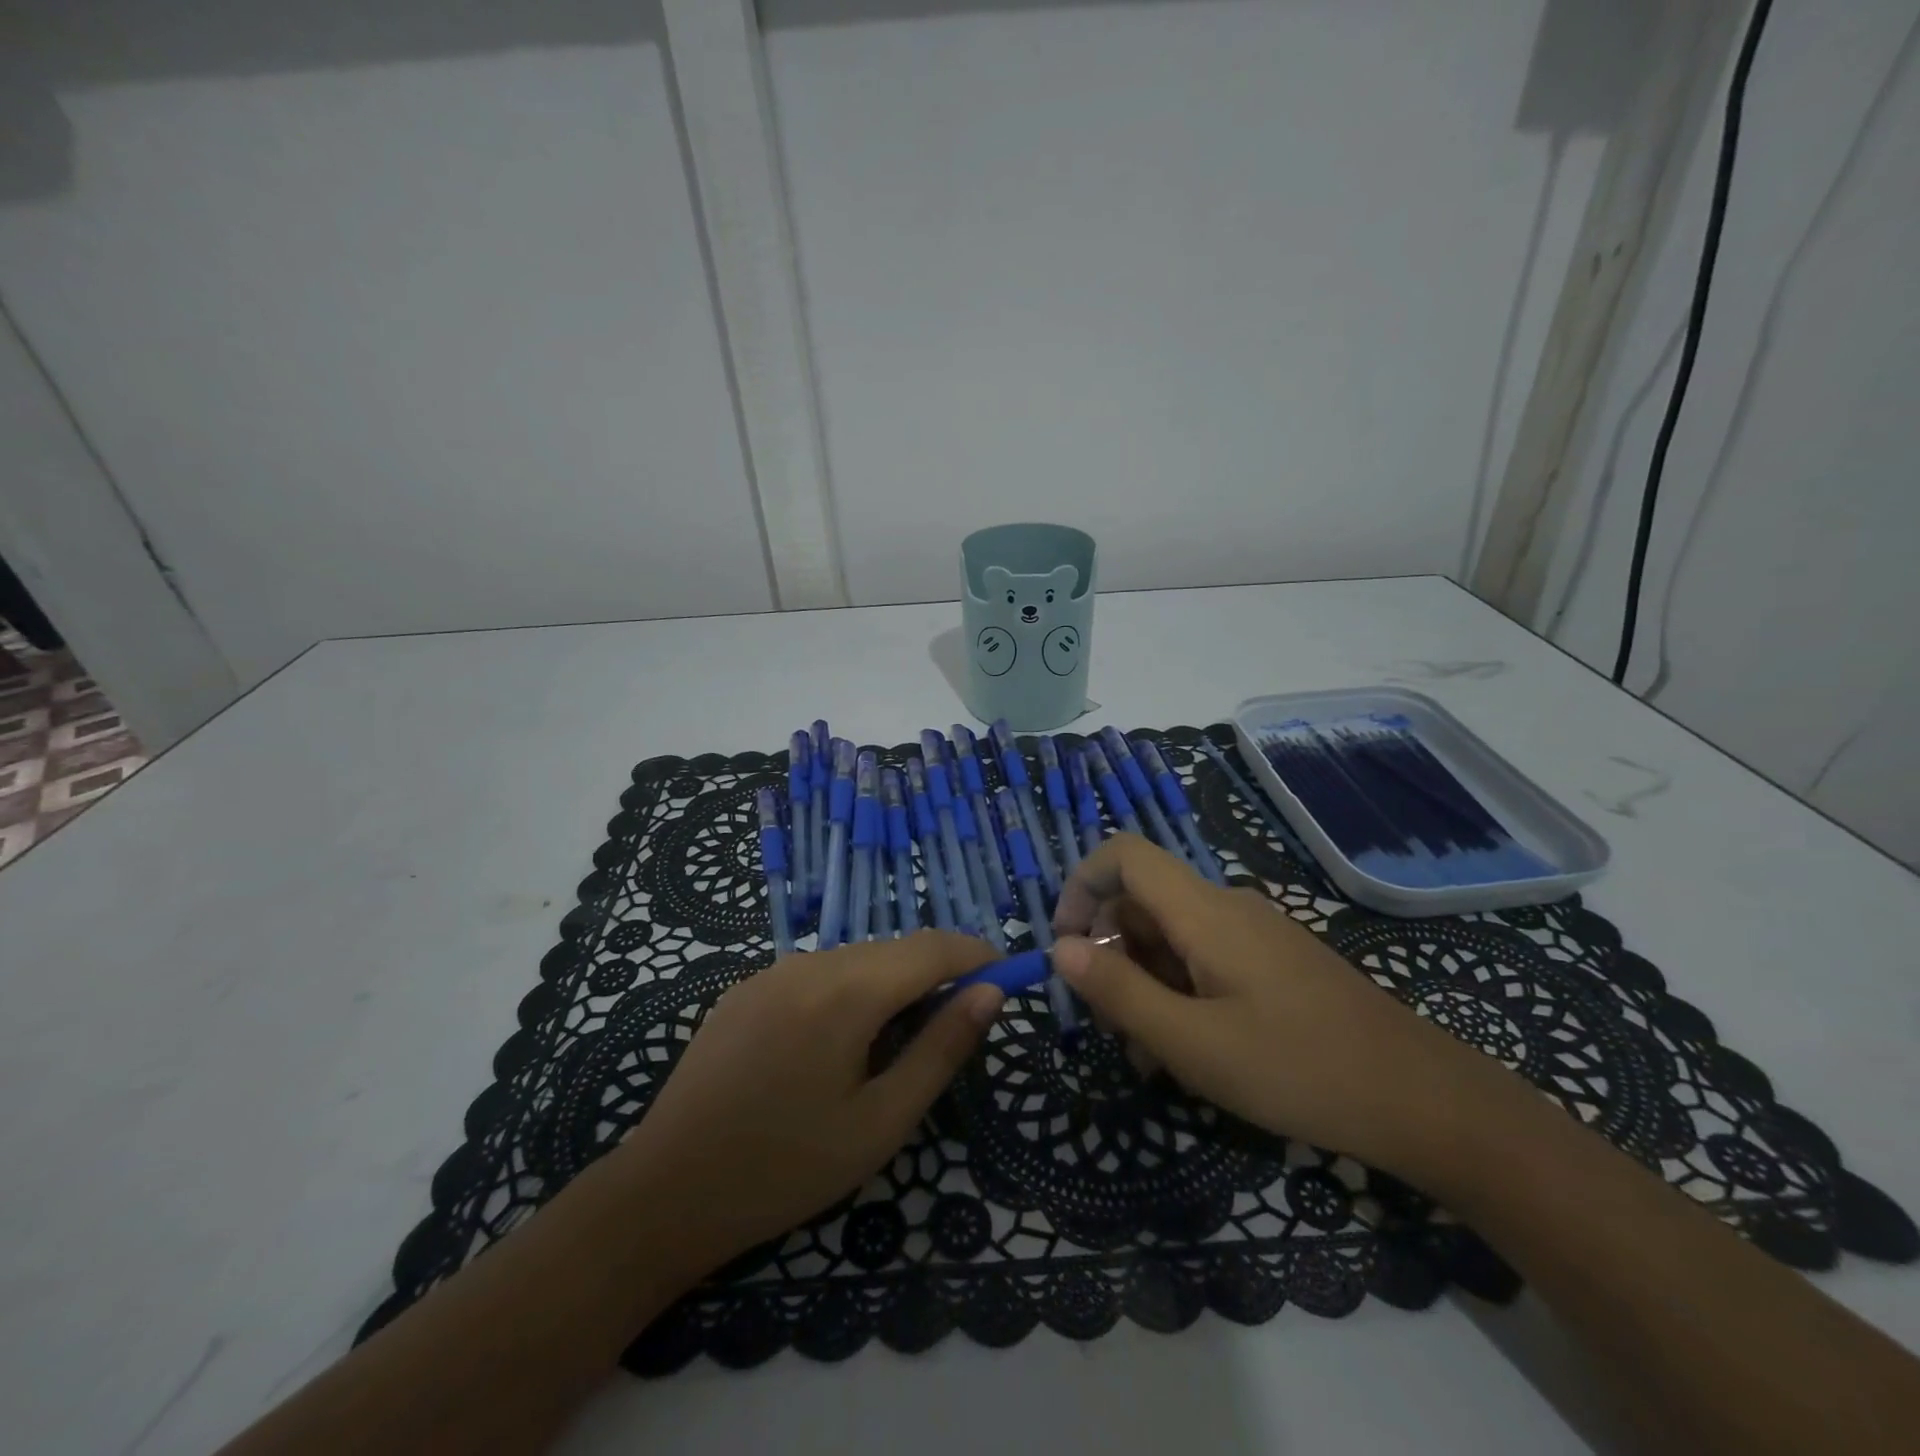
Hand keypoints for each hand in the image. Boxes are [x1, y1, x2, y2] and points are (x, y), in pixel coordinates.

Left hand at [616, 931, 1003, 1269]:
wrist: (663, 1193)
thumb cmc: (785, 1168)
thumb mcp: (880, 1122)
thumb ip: (941, 1049)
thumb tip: (991, 994)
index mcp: (846, 991)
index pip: (933, 949)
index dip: (976, 956)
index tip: (1008, 977)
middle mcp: (809, 963)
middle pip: (894, 950)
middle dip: (936, 973)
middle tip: (958, 1024)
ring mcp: (770, 970)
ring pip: (856, 958)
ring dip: (892, 983)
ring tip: (900, 1042)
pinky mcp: (745, 987)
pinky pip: (817, 973)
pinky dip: (850, 990)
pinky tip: (839, 1043)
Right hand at [1051, 835, 1520, 1173]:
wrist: (1423, 1100)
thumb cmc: (1298, 1069)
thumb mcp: (1192, 1043)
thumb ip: (1119, 991)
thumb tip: (1060, 947)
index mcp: (1204, 910)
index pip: (1123, 854)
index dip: (1080, 885)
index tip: (1066, 947)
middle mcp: (1226, 906)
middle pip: (1142, 900)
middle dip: (1111, 952)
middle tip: (1112, 1025)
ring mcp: (1254, 932)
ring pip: (1171, 934)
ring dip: (1144, 981)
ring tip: (1151, 1052)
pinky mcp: (1273, 960)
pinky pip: (1205, 956)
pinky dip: (1179, 990)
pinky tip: (1191, 1047)